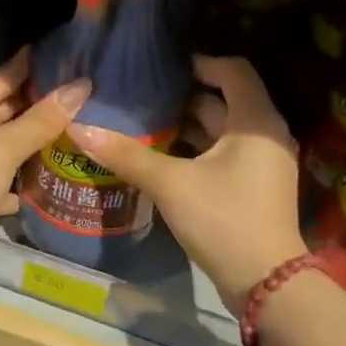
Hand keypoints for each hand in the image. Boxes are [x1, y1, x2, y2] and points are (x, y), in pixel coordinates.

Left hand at [0, 50, 92, 302]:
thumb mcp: (1, 149)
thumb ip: (41, 119)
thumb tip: (80, 86)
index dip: (26, 71)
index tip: (59, 57)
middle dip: (32, 108)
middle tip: (76, 94)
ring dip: (29, 143)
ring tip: (73, 128)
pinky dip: (17, 177)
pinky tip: (47, 175)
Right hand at [70, 56, 307, 314]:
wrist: (265, 283)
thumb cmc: (223, 220)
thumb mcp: (170, 184)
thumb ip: (126, 155)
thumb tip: (79, 129)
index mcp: (255, 122)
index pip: (234, 70)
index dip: (200, 63)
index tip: (164, 69)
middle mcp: (265, 135)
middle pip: (227, 99)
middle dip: (186, 96)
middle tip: (145, 95)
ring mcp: (263, 163)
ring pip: (224, 129)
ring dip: (190, 124)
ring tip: (147, 122)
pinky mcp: (256, 187)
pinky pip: (226, 152)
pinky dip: (198, 148)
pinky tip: (165, 156)